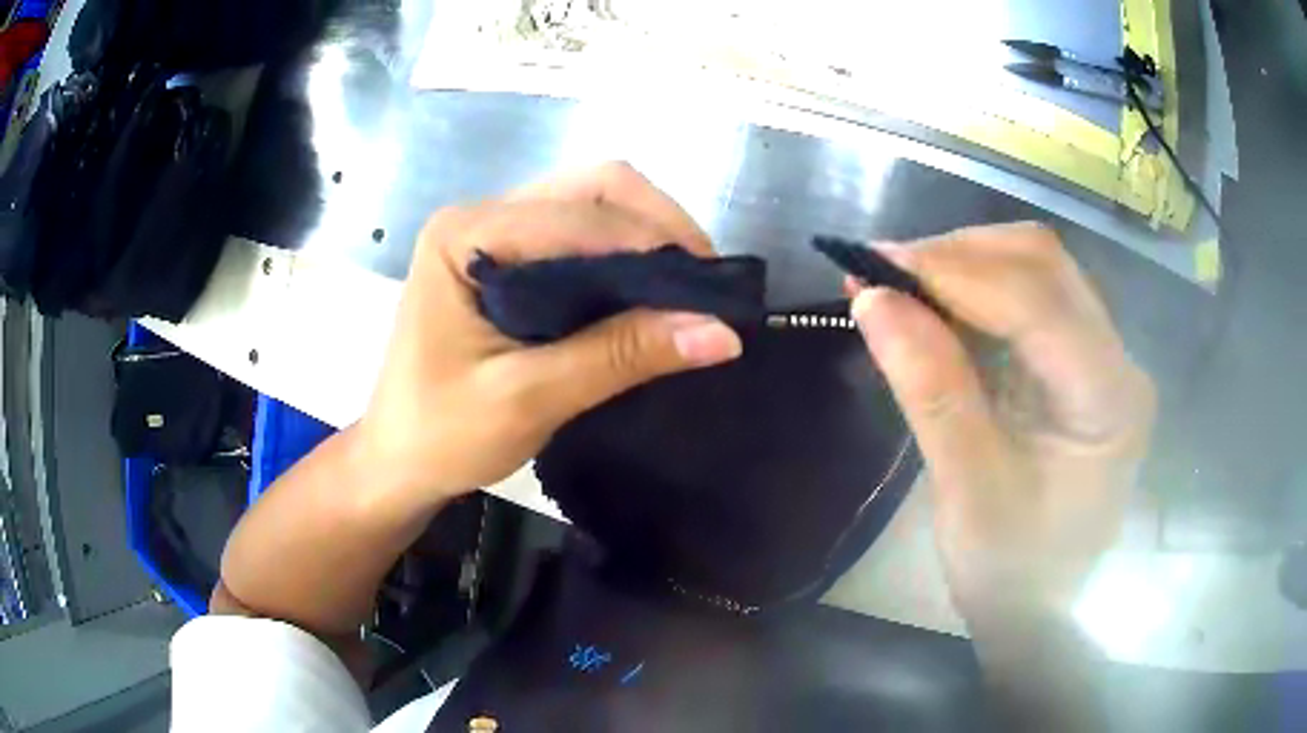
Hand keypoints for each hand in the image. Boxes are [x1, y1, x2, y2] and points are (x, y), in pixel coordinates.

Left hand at [356, 162, 741, 511]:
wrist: (398, 460)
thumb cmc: (443, 434)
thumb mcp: (530, 399)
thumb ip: (620, 356)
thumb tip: (721, 332)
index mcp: (466, 233)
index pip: (580, 213)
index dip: (654, 244)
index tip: (713, 294)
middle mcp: (479, 214)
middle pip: (592, 187)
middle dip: (659, 226)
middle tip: (705, 284)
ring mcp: (491, 231)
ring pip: (591, 204)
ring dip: (646, 236)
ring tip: (687, 288)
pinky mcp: (504, 255)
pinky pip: (579, 234)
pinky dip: (623, 256)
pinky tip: (648, 291)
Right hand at [848, 223, 1154, 620]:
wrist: (1040, 606)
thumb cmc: (1010, 570)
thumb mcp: (967, 492)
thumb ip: (930, 391)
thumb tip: (873, 300)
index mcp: (1111, 401)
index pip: (1039, 303)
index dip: (956, 273)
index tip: (876, 267)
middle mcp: (1119, 362)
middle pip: (1044, 264)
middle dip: (960, 256)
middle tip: (885, 273)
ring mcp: (1103, 357)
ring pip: (1036, 269)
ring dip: (964, 264)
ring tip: (899, 284)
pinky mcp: (1080, 362)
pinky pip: (1028, 298)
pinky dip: (974, 289)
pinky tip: (932, 302)